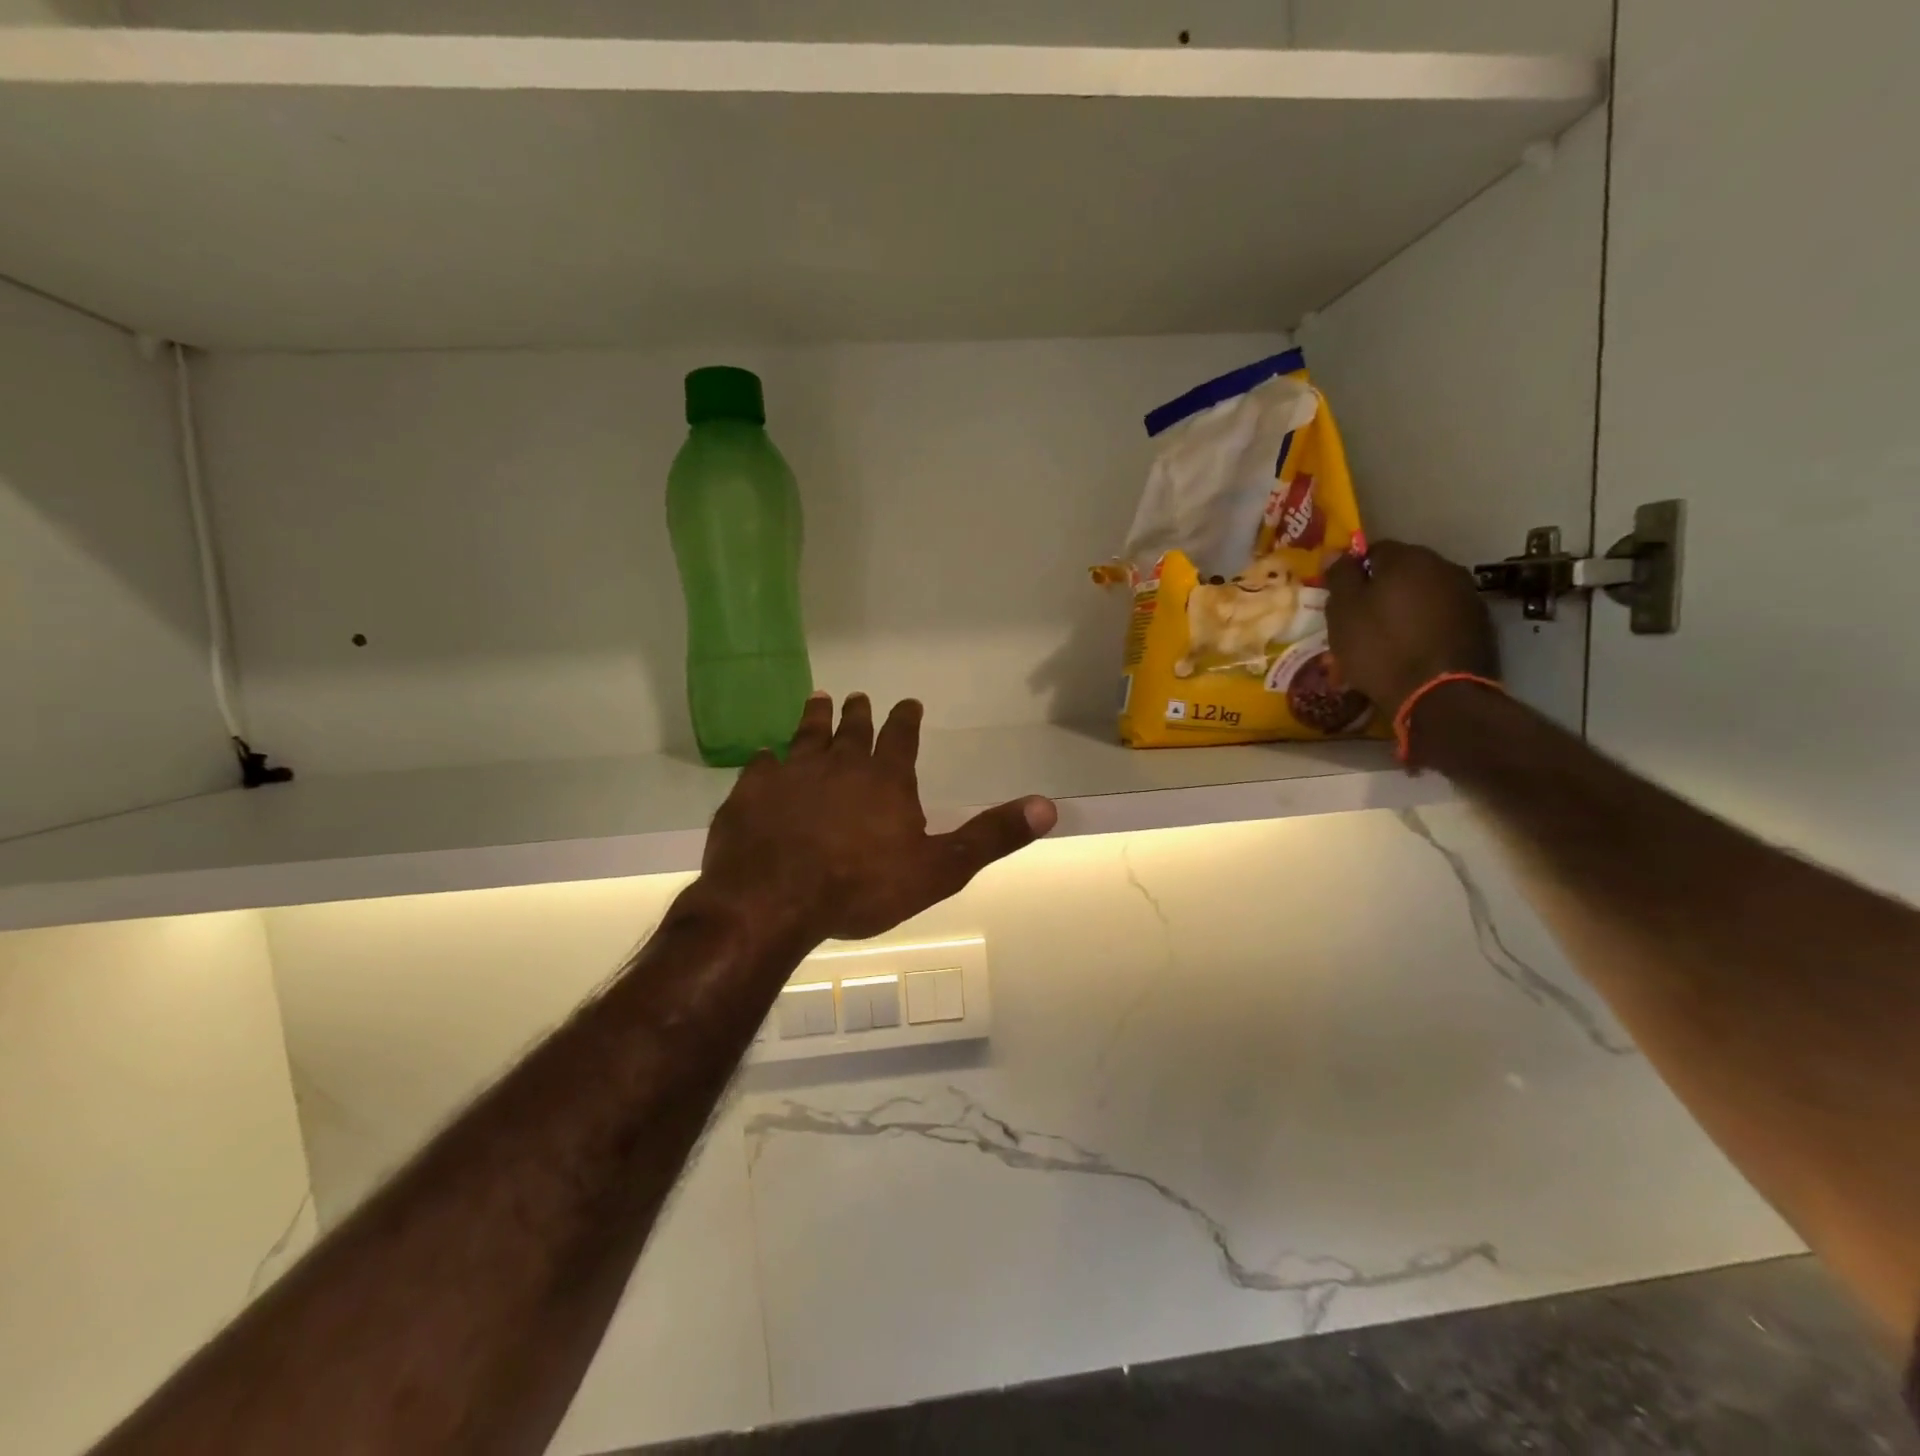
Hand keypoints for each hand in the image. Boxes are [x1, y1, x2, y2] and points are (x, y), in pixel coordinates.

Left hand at [698, 694, 1058, 942]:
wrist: (774, 900)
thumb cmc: (861, 887)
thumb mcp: (939, 869)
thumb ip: (990, 837)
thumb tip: (1048, 807)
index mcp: (885, 780)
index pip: (901, 738)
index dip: (906, 719)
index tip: (908, 703)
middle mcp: (839, 765)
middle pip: (852, 731)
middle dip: (859, 713)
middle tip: (858, 696)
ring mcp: (791, 775)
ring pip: (806, 736)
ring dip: (815, 718)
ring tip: (818, 699)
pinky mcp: (751, 792)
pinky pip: (761, 766)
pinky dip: (767, 759)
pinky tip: (764, 755)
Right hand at [1326, 542, 1498, 716]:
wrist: (1438, 694)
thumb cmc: (1380, 648)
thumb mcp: (1343, 613)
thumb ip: (1339, 577)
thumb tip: (1336, 552)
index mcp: (1407, 559)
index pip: (1374, 550)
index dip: (1355, 573)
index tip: (1343, 598)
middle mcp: (1443, 567)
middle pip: (1403, 570)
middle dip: (1383, 589)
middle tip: (1362, 619)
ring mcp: (1466, 595)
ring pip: (1425, 593)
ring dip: (1406, 607)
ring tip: (1389, 637)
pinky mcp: (1480, 624)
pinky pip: (1442, 615)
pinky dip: (1426, 625)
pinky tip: (1414, 648)